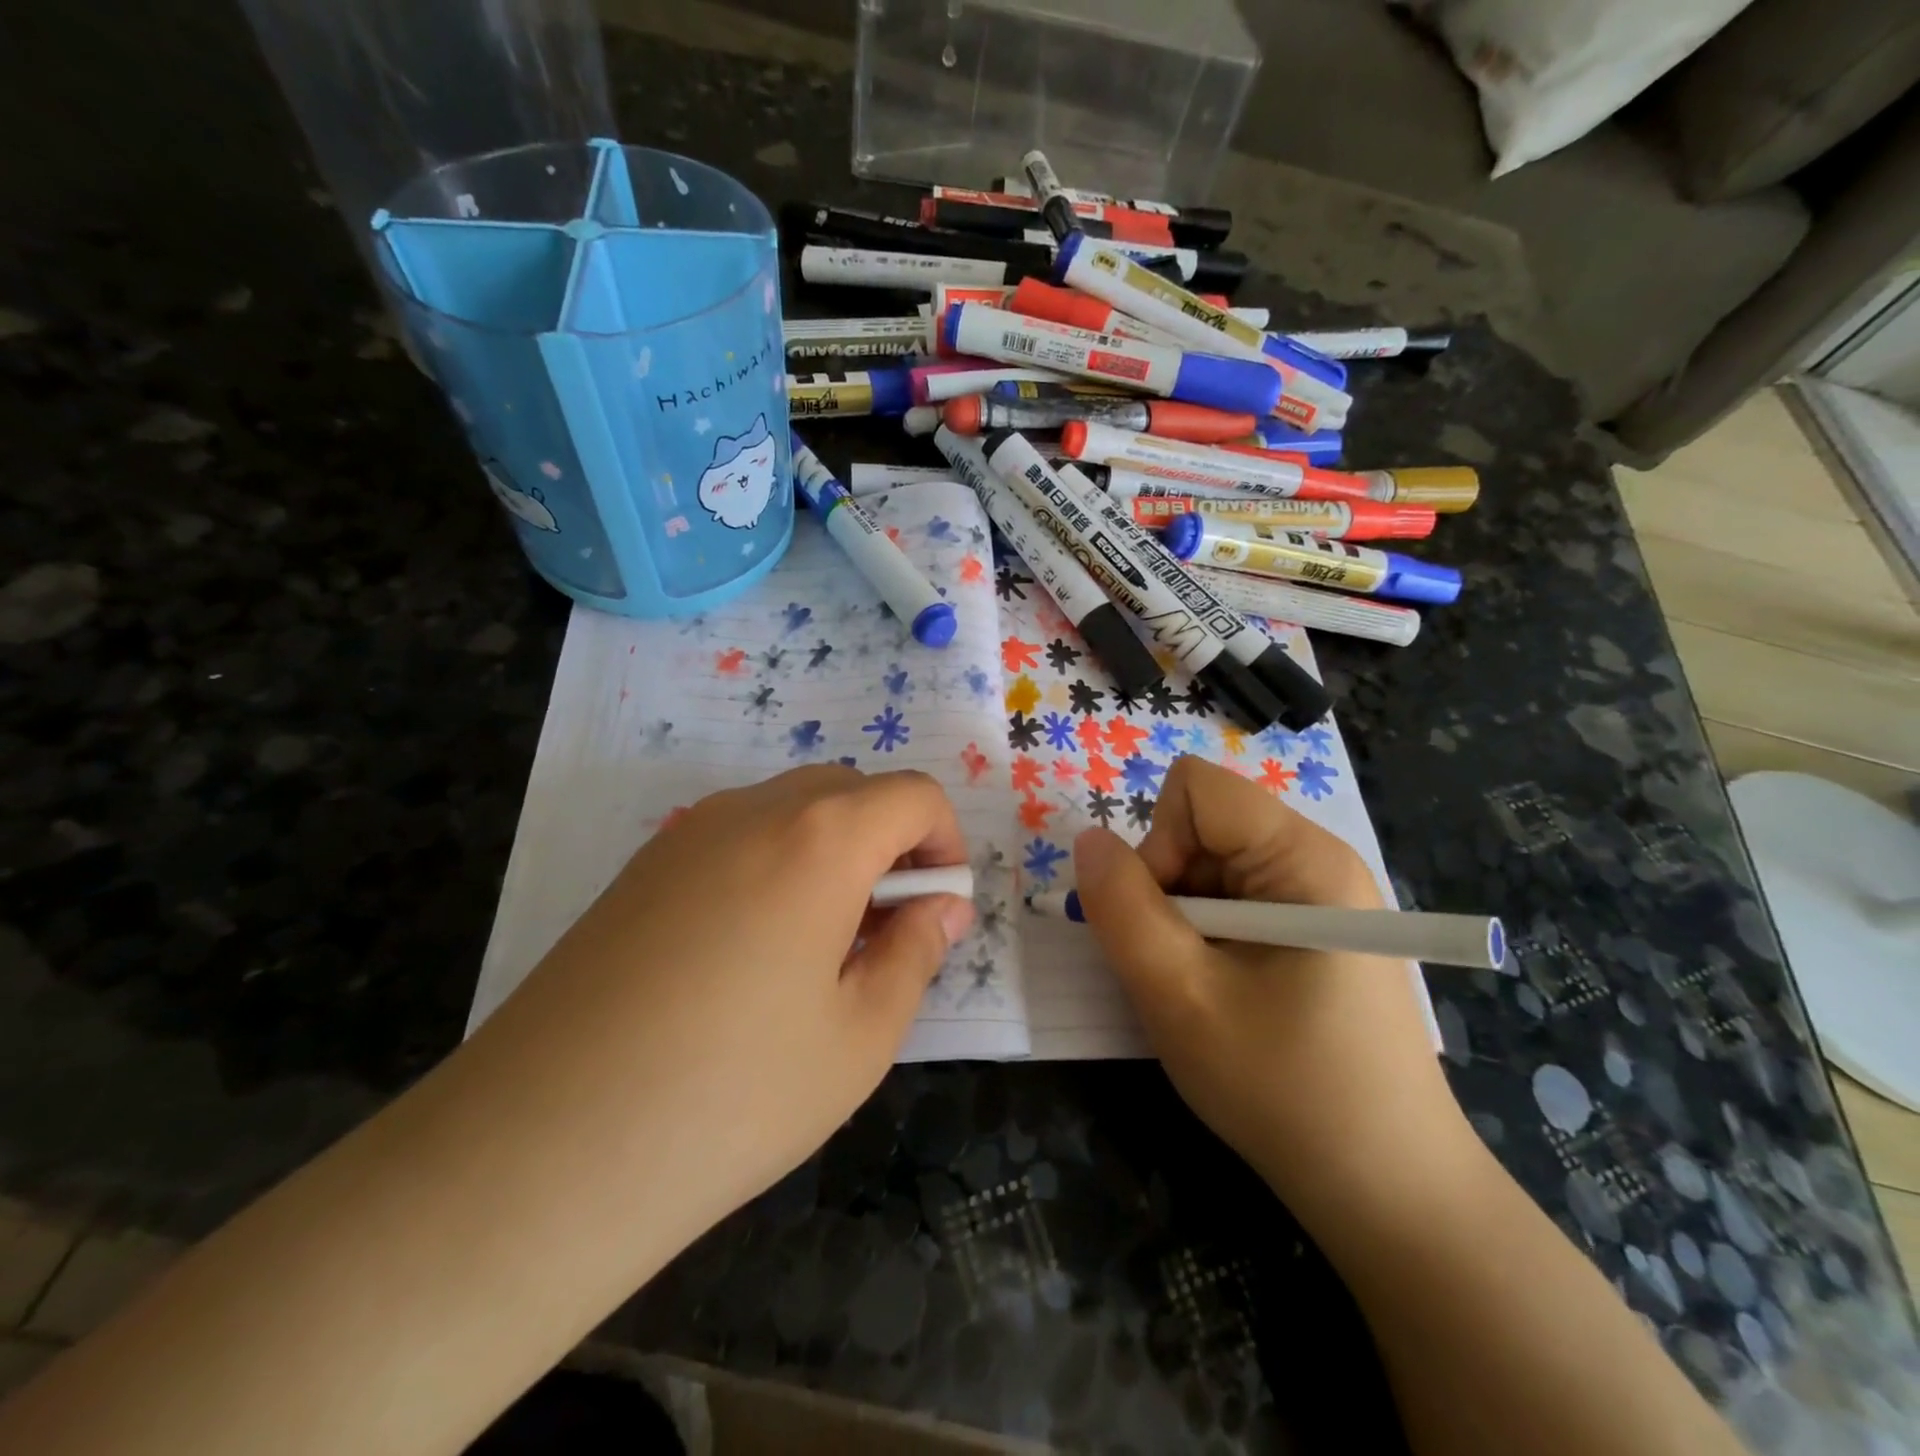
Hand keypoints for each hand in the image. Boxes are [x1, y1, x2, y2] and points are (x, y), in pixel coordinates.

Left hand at [477, 765, 972, 1246]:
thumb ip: (916, 952)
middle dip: (891, 845)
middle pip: (852, 792)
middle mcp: (752, 811)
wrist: (538, 1150)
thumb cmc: (731, 1094)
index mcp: (819, 838)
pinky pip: (738, 837)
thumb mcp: (860, 1036)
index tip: (938, 910)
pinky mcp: (642, 868)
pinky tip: (749, 955)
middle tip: (884, 934)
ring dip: (834, 853)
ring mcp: (687, 833)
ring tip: (820, 950)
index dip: (946, 843)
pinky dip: (777, 865)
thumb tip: (941, 908)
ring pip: (792, 810)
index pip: (913, 795)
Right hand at [1070, 756, 1474, 1224]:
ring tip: (1204, 991)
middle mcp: (1318, 860)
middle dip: (1169, 888)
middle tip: (1181, 968)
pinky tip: (1226, 996)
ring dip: (1184, 920)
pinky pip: (1235, 901)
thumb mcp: (1179, 998)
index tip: (1169, 921)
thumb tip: (1088, 841)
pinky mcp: (1316, 930)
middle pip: (1202, 826)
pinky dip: (1208, 938)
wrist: (1388, 1191)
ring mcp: (1321, 897)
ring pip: (1211, 867)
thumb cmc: (1284, 1088)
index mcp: (1303, 858)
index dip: (1160, 844)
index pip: (1195, 788)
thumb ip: (1122, 909)